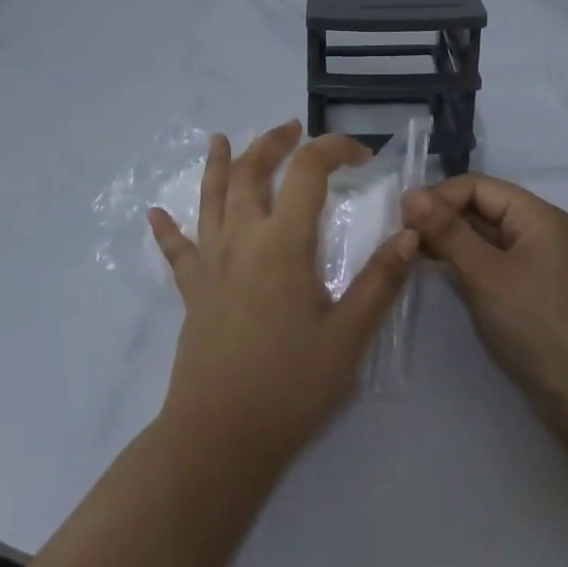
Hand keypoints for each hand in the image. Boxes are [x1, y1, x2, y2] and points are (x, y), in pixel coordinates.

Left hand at [147, 122, 417, 469]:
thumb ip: (381, 279)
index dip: (334, 150)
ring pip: (211, 198)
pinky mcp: (192, 290)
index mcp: (283, 242)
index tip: (362, 157)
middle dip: (274, 143)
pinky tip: (156, 213)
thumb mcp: (349, 335)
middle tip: (293, 129)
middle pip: (251, 171)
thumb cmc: (290, 385)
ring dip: (219, 163)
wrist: (219, 437)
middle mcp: (242, 238)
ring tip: (221, 138)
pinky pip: (176, 250)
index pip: (307, 171)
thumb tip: (412, 233)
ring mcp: (211, 262)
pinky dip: (167, 228)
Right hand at [405, 175, 567, 454]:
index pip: (477, 186)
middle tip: (400, 239)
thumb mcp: (486, 274)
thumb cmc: (538, 324)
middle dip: (440, 218)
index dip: (438, 196)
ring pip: (482, 238)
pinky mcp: (527, 293)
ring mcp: (534, 264)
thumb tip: (411, 194)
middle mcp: (536, 231)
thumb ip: (448, 232)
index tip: (401, 219)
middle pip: (480, 208)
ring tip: (410, 257)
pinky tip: (437, 276)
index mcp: (535, 215)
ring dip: (448, 243)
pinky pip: (489, 265)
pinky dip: (463, 266)